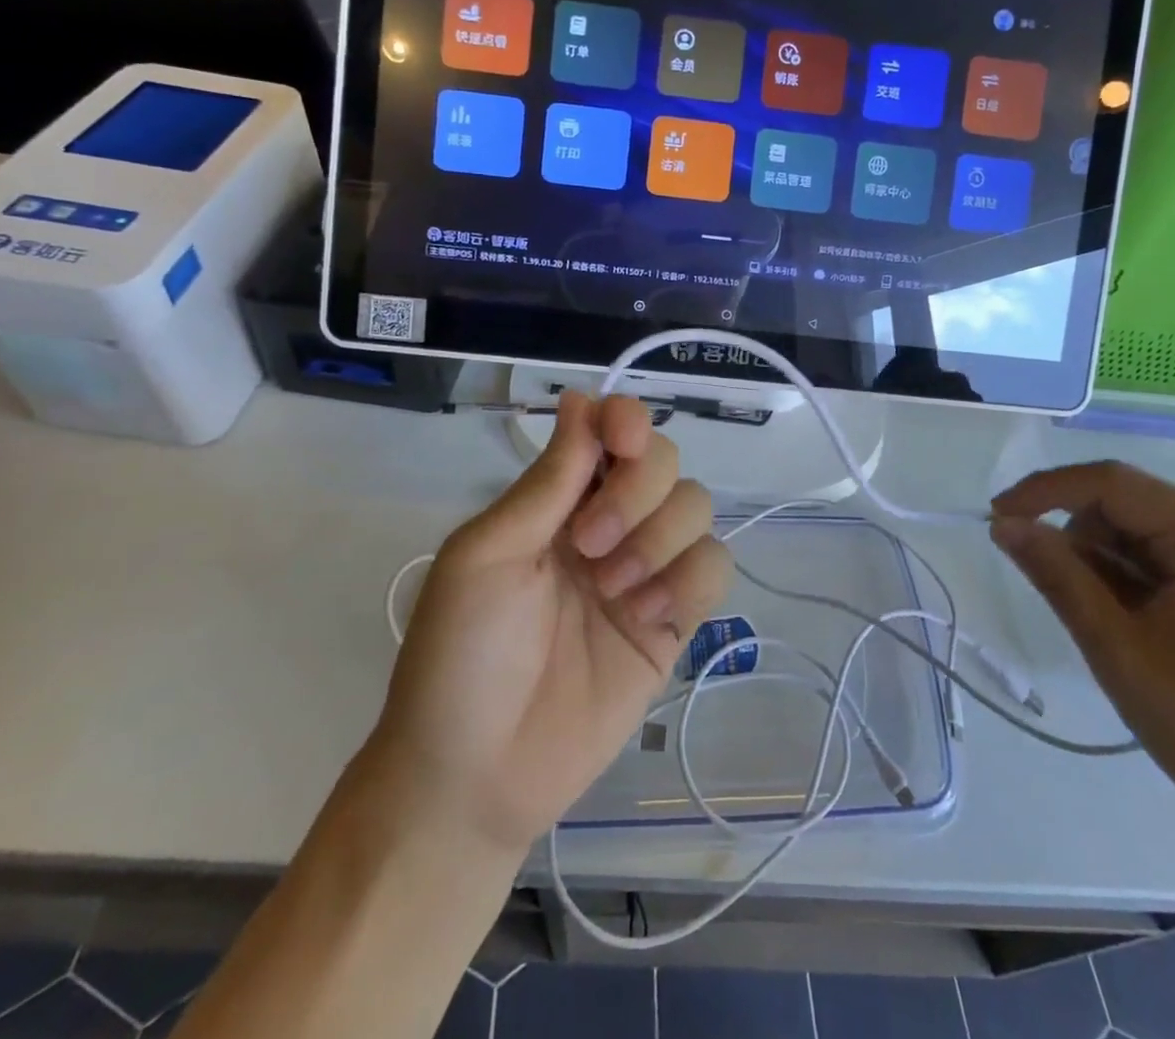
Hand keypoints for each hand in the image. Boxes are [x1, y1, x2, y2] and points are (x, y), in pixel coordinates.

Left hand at [370, 391, 729, 857]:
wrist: (475, 776)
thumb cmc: (460, 655)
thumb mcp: (487, 555)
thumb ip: (548, 481)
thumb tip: (581, 398)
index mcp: (558, 500)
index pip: (614, 431)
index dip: (628, 420)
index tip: (622, 439)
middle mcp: (609, 523)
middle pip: (666, 461)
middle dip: (637, 492)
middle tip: (588, 545)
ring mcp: (645, 571)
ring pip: (697, 507)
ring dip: (659, 540)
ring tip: (612, 592)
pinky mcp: (674, 622)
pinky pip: (715, 568)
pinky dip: (688, 579)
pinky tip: (646, 616)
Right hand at [990, 462, 1174, 847]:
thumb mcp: (1118, 651)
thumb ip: (1058, 576)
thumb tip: (1004, 524)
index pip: (1110, 482)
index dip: (1044, 491)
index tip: (996, 518)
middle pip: (1128, 503)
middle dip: (1082, 540)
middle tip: (1065, 599)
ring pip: (1144, 528)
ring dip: (1108, 562)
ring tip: (1113, 626)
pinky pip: (1169, 550)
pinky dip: (1136, 575)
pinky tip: (1140, 624)